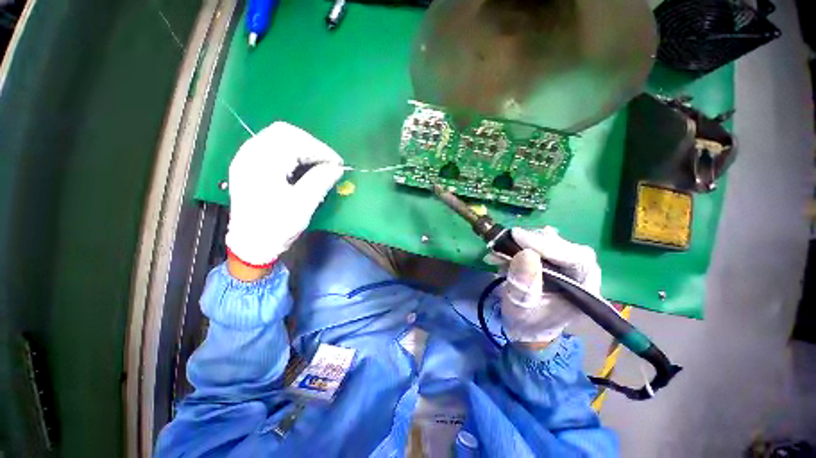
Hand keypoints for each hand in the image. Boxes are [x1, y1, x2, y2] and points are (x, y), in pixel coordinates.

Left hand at [226, 122, 344, 266]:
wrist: (249, 245)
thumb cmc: (276, 228)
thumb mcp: (302, 206)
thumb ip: (320, 182)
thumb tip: (337, 168)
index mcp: (262, 165)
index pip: (295, 141)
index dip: (320, 150)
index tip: (338, 164)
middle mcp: (250, 155)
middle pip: (284, 132)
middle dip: (311, 144)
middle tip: (328, 162)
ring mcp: (246, 158)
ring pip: (277, 136)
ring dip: (302, 146)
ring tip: (318, 162)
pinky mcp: (248, 165)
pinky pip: (271, 145)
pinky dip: (291, 151)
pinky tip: (301, 164)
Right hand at [499, 227, 601, 344]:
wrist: (527, 325)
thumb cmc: (528, 321)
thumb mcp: (521, 308)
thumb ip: (524, 285)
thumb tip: (524, 254)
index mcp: (585, 289)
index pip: (575, 258)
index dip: (547, 245)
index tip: (517, 236)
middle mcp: (582, 272)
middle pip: (563, 245)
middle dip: (532, 241)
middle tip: (507, 240)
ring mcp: (567, 263)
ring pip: (549, 241)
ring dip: (522, 242)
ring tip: (500, 250)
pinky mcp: (553, 258)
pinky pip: (538, 243)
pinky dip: (518, 244)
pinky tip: (502, 252)